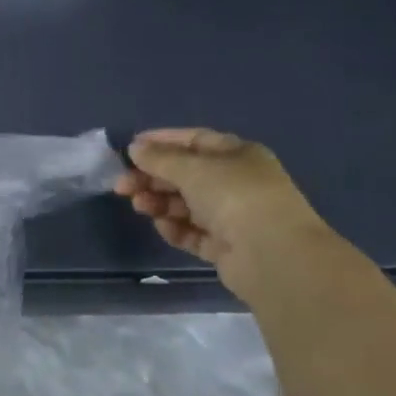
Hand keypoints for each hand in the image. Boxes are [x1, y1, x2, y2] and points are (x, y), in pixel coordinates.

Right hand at [114, 128, 330, 294]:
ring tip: (138, 206)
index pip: (194, 140)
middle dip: (152, 177)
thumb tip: (135, 148)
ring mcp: (232, 216)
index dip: (162, 142)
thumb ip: (160, 158)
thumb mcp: (193, 168)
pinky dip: (175, 228)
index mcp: (237, 155)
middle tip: (122, 185)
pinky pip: (193, 233)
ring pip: (186, 205)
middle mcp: (236, 183)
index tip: (130, 149)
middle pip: (185, 174)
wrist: (273, 255)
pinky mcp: (226, 247)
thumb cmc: (235, 196)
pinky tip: (162, 226)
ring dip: (159, 203)